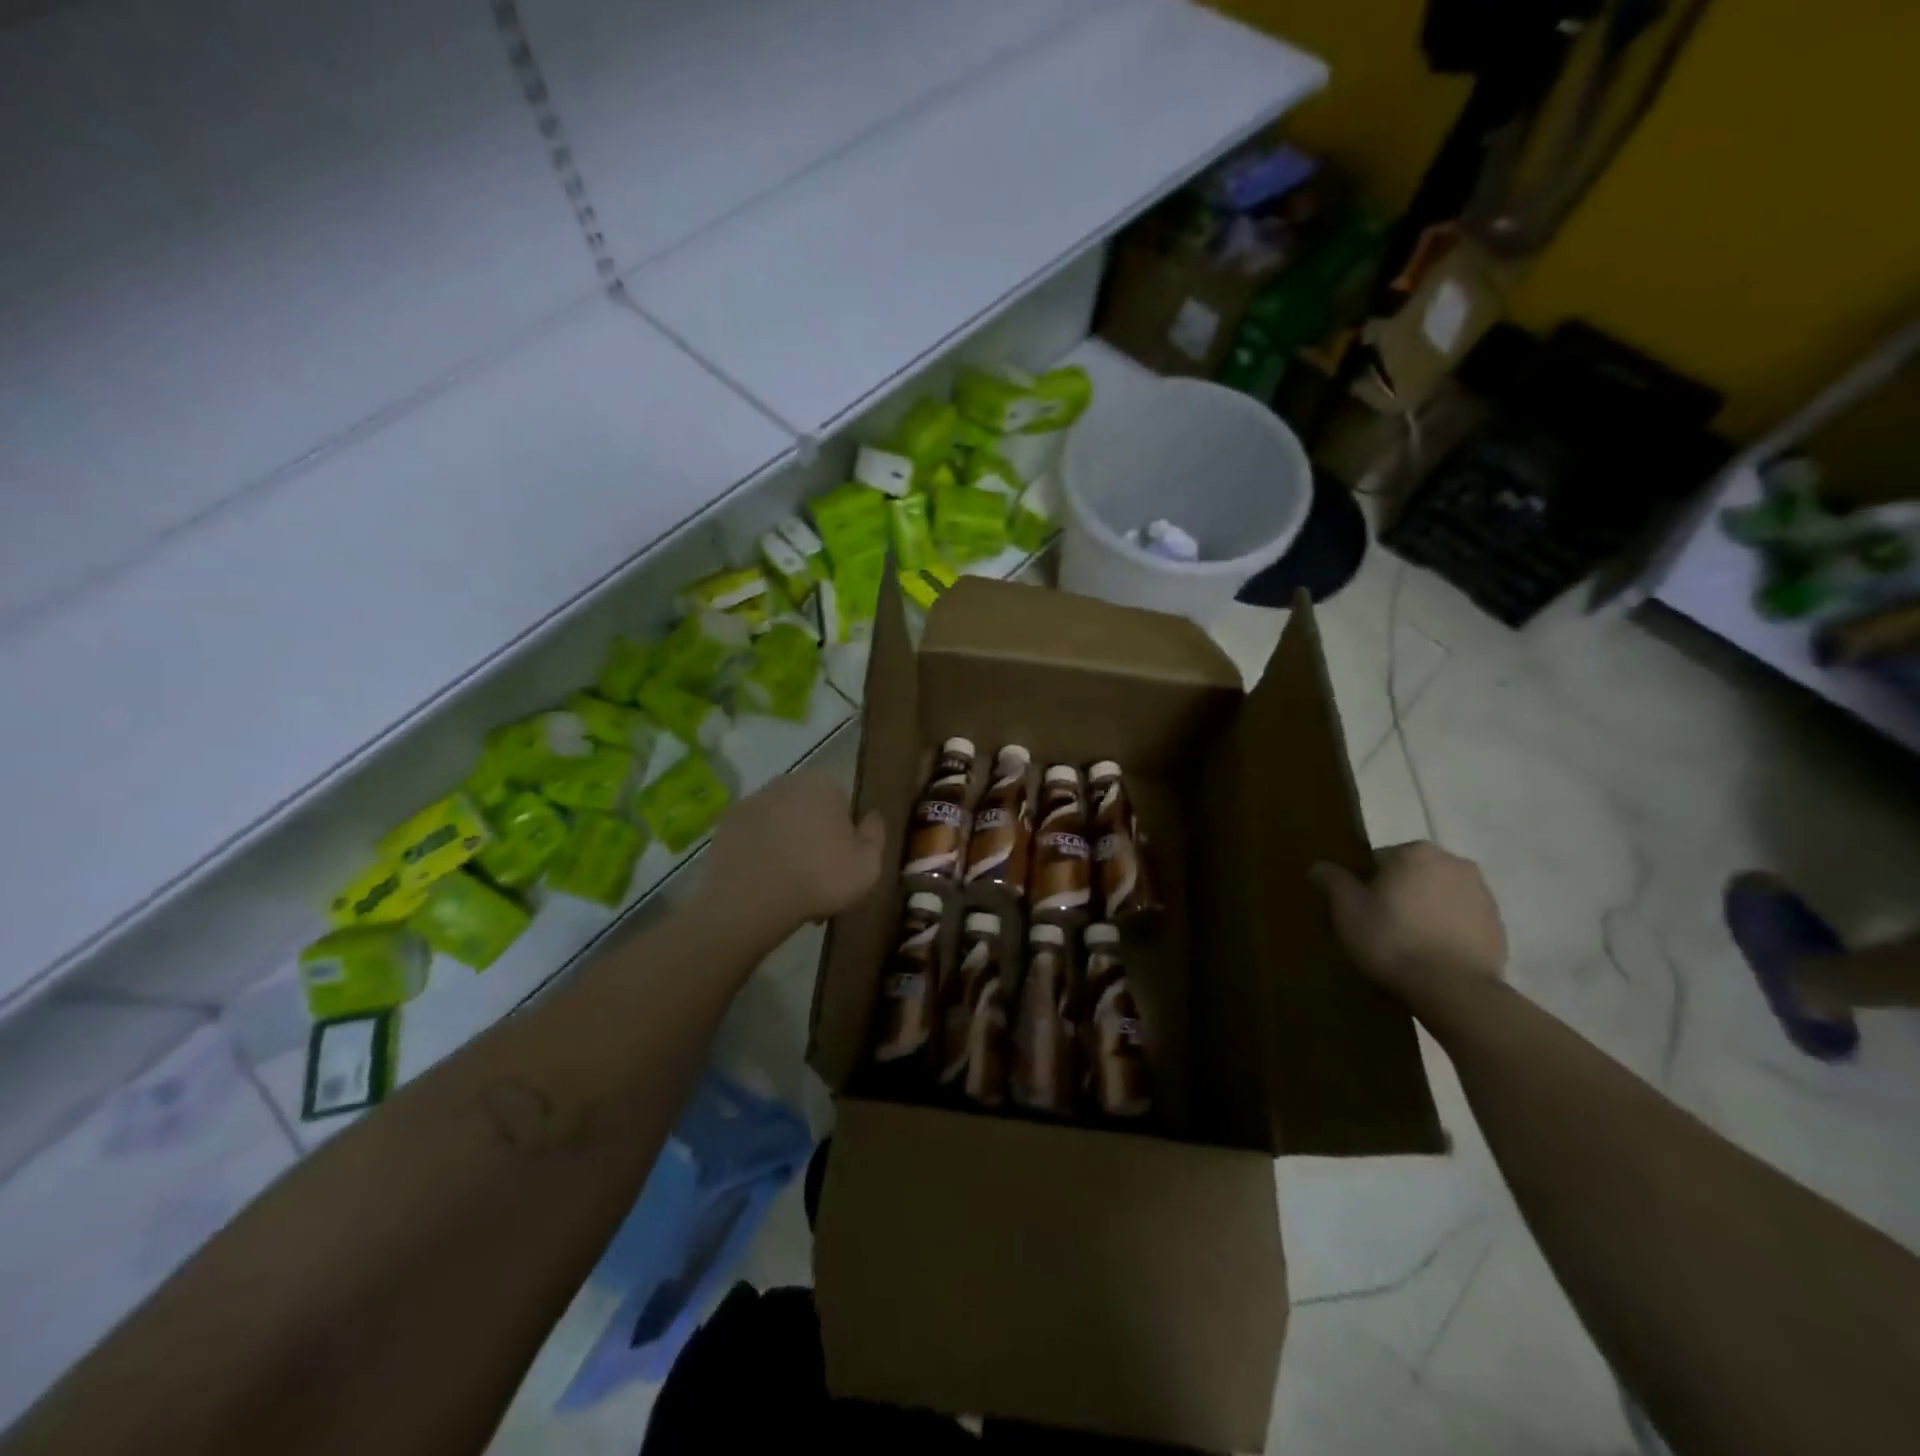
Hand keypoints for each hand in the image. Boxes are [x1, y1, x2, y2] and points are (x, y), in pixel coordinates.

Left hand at [702, 771, 885, 934]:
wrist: (750, 900)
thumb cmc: (819, 878)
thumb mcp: (868, 865)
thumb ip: (876, 834)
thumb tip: (871, 816)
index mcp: (824, 784)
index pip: (843, 803)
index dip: (845, 835)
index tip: (842, 863)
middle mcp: (787, 781)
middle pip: (809, 810)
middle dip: (814, 836)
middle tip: (817, 877)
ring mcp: (752, 801)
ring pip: (780, 822)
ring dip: (786, 844)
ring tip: (788, 885)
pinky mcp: (726, 823)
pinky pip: (754, 836)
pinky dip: (760, 852)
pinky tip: (763, 881)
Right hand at [1311, 842, 1505, 1005]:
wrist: (1453, 989)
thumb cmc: (1392, 940)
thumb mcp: (1348, 910)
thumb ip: (1334, 881)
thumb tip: (1320, 866)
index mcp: (1416, 852)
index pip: (1380, 859)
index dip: (1367, 884)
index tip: (1361, 909)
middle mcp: (1454, 863)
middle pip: (1413, 874)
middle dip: (1400, 892)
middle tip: (1382, 925)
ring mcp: (1482, 894)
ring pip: (1439, 895)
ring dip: (1425, 909)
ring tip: (1409, 942)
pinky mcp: (1498, 925)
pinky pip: (1461, 919)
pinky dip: (1447, 928)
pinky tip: (1433, 954)